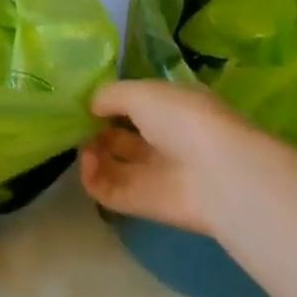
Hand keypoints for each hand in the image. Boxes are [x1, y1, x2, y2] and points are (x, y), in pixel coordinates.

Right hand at [79, 79, 261, 235]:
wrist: (218, 175)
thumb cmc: (184, 120)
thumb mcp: (142, 92)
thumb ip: (110, 94)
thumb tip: (91, 106)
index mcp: (171, 110)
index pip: (135, 104)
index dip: (110, 102)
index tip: (86, 101)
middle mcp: (163, 141)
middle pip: (119, 135)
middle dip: (96, 128)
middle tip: (79, 123)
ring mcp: (153, 174)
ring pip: (111, 163)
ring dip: (91, 153)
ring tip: (86, 145)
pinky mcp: (142, 203)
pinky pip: (107, 191)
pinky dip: (92, 177)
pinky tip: (89, 162)